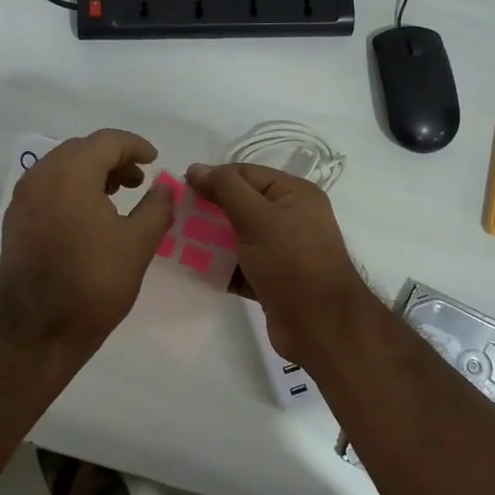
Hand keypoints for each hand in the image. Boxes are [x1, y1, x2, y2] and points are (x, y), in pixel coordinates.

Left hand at [0, 129, 174, 354]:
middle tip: (139, 179)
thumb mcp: (138, 244)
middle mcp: (39, 178)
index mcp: (69, 175)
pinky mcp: (15, 222)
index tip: (155, 161)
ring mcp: (22, 200)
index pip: (105, 141)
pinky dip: (71, 189)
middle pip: (80, 150)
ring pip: (60, 168)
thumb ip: (157, 206)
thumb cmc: (94, 284)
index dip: (135, 146)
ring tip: (118, 194)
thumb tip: (165, 186)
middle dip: (112, 158)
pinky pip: (46, 188)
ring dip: (91, 172)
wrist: (38, 332)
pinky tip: (89, 214)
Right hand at [185, 162, 374, 363]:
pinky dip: (218, 267)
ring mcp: (281, 250)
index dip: (213, 179)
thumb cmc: (292, 262)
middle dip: (207, 211)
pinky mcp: (270, 279)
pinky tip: (190, 269)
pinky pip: (238, 265)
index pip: (245, 174)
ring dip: (208, 240)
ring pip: (236, 237)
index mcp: (293, 194)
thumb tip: (195, 168)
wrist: (321, 326)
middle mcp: (289, 217)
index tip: (180, 191)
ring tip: (175, 243)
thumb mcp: (258, 218)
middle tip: (174, 218)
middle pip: (239, 205)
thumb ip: (226, 189)